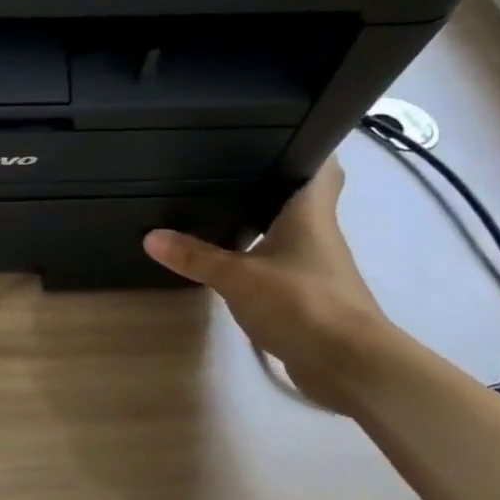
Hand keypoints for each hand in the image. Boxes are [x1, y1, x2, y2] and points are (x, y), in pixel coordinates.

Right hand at [142, 160, 394, 411]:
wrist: (349, 363)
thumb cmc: (300, 302)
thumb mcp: (236, 277)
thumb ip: (194, 256)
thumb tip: (150, 236)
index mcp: (311, 213)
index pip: (323, 165)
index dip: (305, 147)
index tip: (272, 136)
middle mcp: (320, 232)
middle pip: (299, 198)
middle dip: (269, 186)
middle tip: (226, 173)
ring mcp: (317, 266)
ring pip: (289, 232)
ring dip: (262, 224)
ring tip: (217, 212)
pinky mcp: (311, 295)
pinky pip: (281, 265)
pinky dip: (260, 259)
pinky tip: (231, 261)